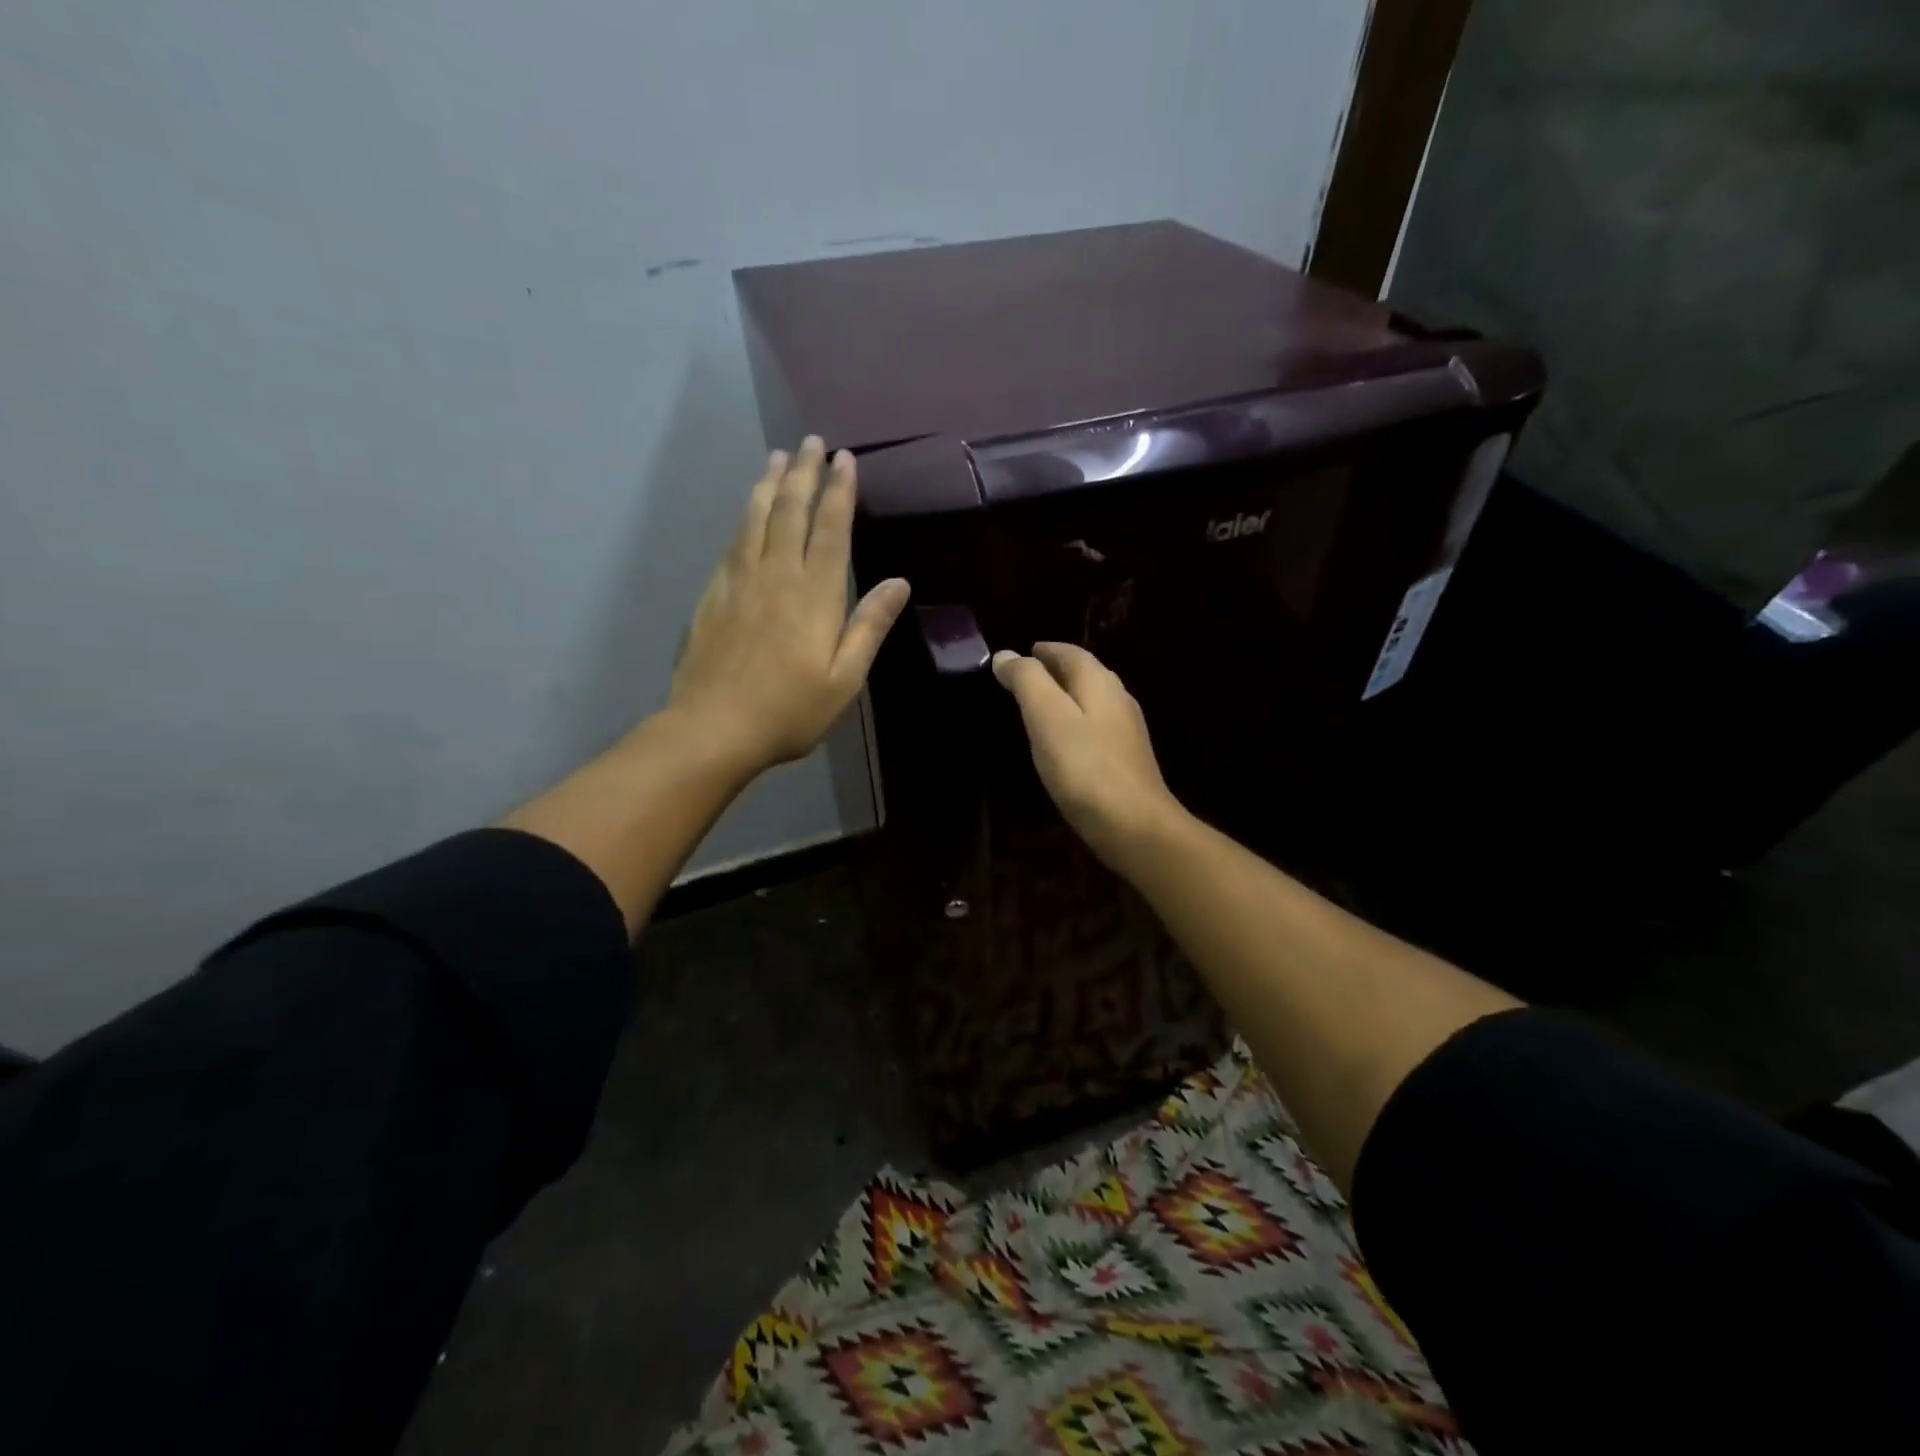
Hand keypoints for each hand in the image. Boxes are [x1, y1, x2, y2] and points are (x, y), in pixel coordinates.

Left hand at [667, 437, 909, 774]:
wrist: (713, 727)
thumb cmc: (790, 710)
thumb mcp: (844, 678)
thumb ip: (869, 626)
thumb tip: (899, 582)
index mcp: (814, 595)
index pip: (830, 529)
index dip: (839, 492)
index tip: (845, 459)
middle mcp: (776, 575)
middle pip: (790, 511)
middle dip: (804, 473)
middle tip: (810, 442)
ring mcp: (739, 582)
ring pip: (756, 519)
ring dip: (769, 484)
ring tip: (778, 457)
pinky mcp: (714, 594)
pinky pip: (733, 542)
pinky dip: (744, 516)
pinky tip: (747, 510)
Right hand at [992, 642, 1184, 867]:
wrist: (1133, 825)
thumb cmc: (1084, 766)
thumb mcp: (1046, 716)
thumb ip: (1026, 681)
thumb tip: (1006, 655)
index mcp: (1099, 682)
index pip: (1070, 653)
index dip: (1044, 651)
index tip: (1021, 655)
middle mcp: (1118, 699)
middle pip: (1084, 674)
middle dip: (1055, 671)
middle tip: (1025, 678)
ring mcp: (1126, 731)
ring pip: (1091, 701)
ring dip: (1065, 697)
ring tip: (1038, 706)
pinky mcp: (1126, 760)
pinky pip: (1094, 728)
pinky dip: (1074, 723)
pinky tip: (1062, 742)